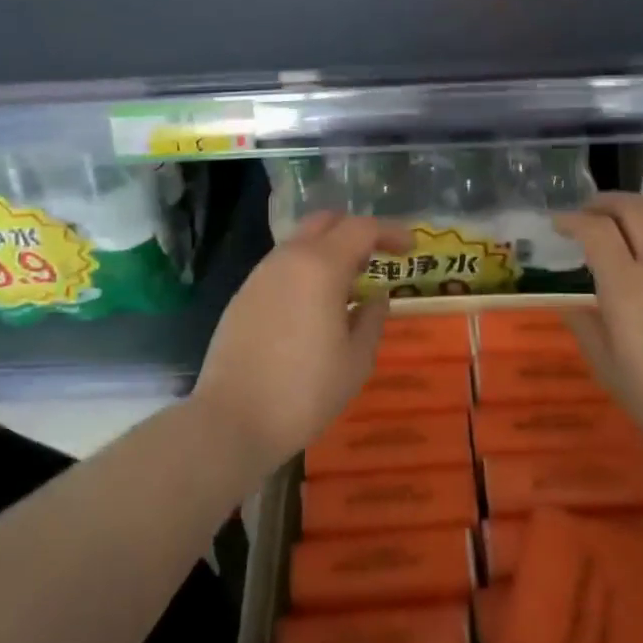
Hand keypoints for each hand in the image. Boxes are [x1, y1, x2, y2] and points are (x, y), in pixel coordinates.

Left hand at [192, 212, 411, 471]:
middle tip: (376, 258)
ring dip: (328, 251)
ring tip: (347, 287)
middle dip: (355, 231)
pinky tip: (314, 306)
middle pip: (326, 221)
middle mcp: (288, 258)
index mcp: (321, 266)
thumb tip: (376, 296)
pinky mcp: (243, 295)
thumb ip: (372, 319)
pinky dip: (305, 271)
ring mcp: (260, 275)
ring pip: (300, 242)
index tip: (410, 248)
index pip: (362, 228)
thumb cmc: (305, 392)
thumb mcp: (356, 360)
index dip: (391, 232)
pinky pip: (282, 266)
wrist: (231, 421)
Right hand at [556, 193, 642, 471]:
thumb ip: (587, 329)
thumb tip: (571, 305)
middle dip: (605, 202)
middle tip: (591, 214)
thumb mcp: (611, 373)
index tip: (559, 225)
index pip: (595, 230)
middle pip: (634, 207)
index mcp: (628, 287)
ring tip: (633, 225)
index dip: (572, 220)